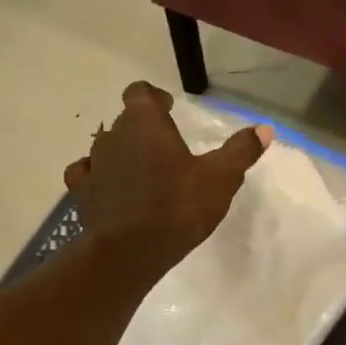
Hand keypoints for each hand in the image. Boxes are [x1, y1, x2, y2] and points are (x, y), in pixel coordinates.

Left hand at [65, 82, 269, 282]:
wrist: (129, 252)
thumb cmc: (177, 207)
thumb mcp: (220, 179)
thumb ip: (240, 151)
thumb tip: (264, 129)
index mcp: (144, 122)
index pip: (140, 92)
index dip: (154, 97)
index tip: (168, 107)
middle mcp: (112, 135)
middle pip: (125, 120)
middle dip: (143, 129)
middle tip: (165, 147)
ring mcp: (93, 164)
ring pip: (105, 147)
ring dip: (122, 153)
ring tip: (142, 171)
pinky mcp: (81, 193)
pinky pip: (86, 174)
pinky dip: (98, 177)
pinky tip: (111, 189)